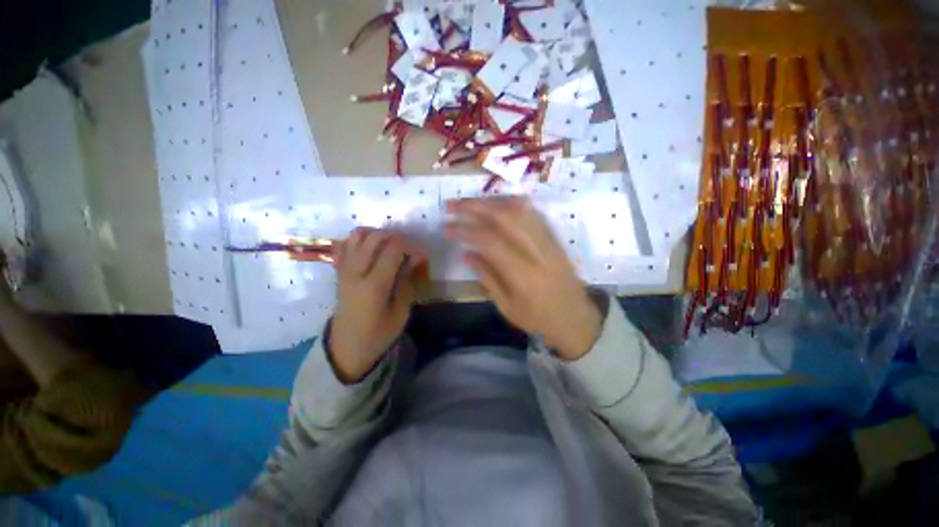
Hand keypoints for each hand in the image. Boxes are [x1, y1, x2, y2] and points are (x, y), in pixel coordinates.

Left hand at [329, 228, 426, 382]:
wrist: (346, 347)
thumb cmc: (379, 333)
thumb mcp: (401, 312)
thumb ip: (408, 281)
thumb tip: (417, 257)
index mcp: (374, 286)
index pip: (393, 249)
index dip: (411, 245)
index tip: (422, 253)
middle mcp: (356, 272)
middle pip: (375, 237)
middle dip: (396, 237)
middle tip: (408, 249)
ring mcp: (344, 270)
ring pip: (358, 235)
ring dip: (378, 234)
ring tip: (391, 246)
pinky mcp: (339, 271)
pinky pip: (346, 244)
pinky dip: (361, 239)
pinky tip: (373, 249)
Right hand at [445, 196, 602, 359]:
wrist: (576, 319)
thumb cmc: (538, 319)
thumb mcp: (506, 306)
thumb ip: (487, 277)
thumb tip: (466, 253)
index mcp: (524, 276)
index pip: (491, 242)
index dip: (466, 231)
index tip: (447, 227)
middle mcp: (539, 253)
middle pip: (506, 218)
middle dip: (475, 207)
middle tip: (453, 205)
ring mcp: (550, 242)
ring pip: (521, 210)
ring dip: (492, 201)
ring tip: (471, 202)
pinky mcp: (555, 238)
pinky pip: (533, 213)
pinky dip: (511, 204)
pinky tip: (497, 204)